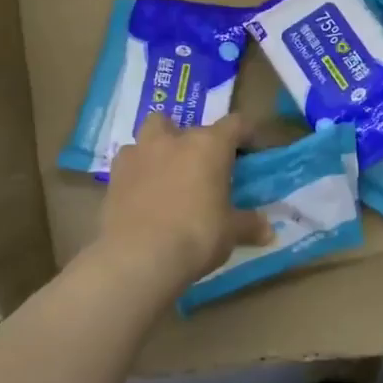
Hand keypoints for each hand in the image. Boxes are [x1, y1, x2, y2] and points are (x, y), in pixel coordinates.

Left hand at [98, 113, 271, 289]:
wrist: (138, 257)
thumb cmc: (196, 236)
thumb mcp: (230, 233)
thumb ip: (249, 225)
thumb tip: (268, 230)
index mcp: (209, 146)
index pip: (235, 124)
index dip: (246, 134)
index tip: (252, 150)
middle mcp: (174, 140)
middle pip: (188, 124)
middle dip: (196, 141)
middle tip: (203, 167)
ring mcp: (139, 153)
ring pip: (151, 133)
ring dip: (160, 146)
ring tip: (168, 173)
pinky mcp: (114, 175)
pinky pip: (129, 161)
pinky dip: (137, 170)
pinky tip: (142, 192)